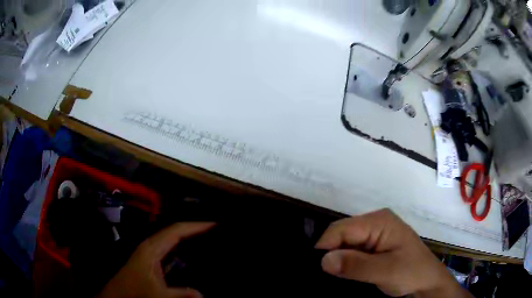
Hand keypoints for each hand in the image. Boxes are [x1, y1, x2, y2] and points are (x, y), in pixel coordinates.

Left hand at [97, 222, 215, 297]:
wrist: (116, 295)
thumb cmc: (134, 292)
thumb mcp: (157, 295)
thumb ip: (179, 295)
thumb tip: (202, 294)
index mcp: (152, 248)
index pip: (176, 230)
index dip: (195, 226)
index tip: (215, 224)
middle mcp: (151, 245)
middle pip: (175, 231)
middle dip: (195, 229)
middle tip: (216, 231)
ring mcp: (150, 252)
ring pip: (172, 239)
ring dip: (189, 237)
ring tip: (208, 239)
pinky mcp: (151, 260)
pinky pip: (170, 249)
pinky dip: (183, 248)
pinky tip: (192, 255)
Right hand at [315, 209, 471, 297]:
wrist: (427, 282)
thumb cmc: (412, 272)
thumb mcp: (386, 271)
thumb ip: (356, 265)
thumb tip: (324, 260)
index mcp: (379, 221)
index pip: (341, 229)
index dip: (325, 247)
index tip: (317, 269)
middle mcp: (375, 223)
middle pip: (341, 234)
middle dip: (331, 253)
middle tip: (325, 275)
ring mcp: (375, 234)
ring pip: (345, 244)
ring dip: (338, 259)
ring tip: (333, 276)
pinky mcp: (374, 246)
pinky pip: (352, 251)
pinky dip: (345, 262)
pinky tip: (344, 273)